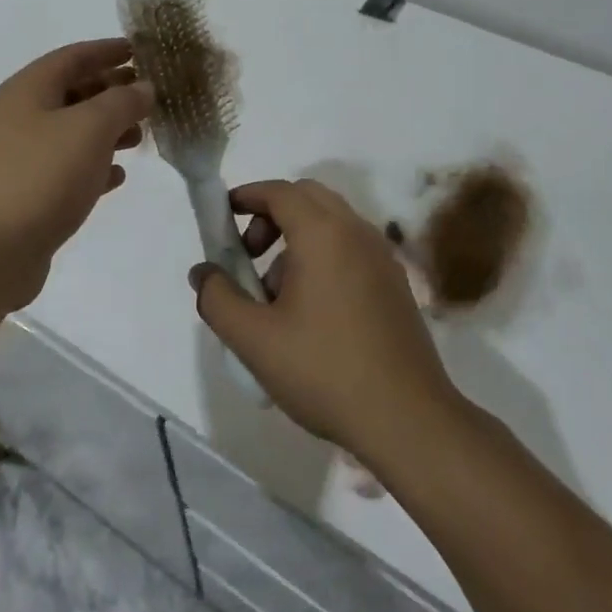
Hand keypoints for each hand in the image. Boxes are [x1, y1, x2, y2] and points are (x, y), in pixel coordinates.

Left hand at [0, 39, 153, 312]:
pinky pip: (69, 168)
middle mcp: (23, 117)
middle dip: (112, 90)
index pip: (74, 56)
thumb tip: (143, 87)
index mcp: (30, 89)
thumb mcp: (90, 128)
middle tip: (150, 95)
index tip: (141, 50)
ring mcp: (24, 157)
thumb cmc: (41, 176)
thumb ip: (122, 102)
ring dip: (108, 129)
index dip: (108, 50)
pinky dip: (95, 165)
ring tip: (142, 135)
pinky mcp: (30, 193)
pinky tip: (119, 175)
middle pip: (73, 92)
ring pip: (74, 131)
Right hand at [192, 179, 460, 458]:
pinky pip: (350, 249)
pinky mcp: (395, 285)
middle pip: (307, 198)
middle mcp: (357, 233)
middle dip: (270, 215)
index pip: (279, 191)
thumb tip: (203, 273)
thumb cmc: (324, 371)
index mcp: (323, 235)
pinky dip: (322, 257)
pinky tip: (311, 312)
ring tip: (276, 295)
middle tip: (249, 256)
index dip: (246, 196)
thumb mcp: (253, 339)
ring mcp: (382, 258)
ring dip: (296, 239)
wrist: (408, 420)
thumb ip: (217, 298)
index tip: (221, 218)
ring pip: (331, 224)